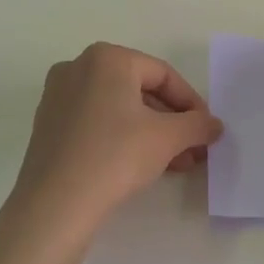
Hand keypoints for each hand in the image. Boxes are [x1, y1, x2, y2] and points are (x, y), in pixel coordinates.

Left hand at [9, 42, 223, 233]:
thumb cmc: (115, 156)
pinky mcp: (48, 125)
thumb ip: (197, 125)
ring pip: (118, 108)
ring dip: (151, 133)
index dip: (191, 103)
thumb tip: (214, 125)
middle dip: (171, 121)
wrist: (55, 205)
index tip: (206, 130)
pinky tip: (142, 165)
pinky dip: (122, 138)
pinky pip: (96, 122)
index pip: (163, 75)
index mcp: (106, 58)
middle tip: (193, 149)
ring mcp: (58, 96)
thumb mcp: (167, 138)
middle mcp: (78, 67)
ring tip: (175, 163)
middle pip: (139, 90)